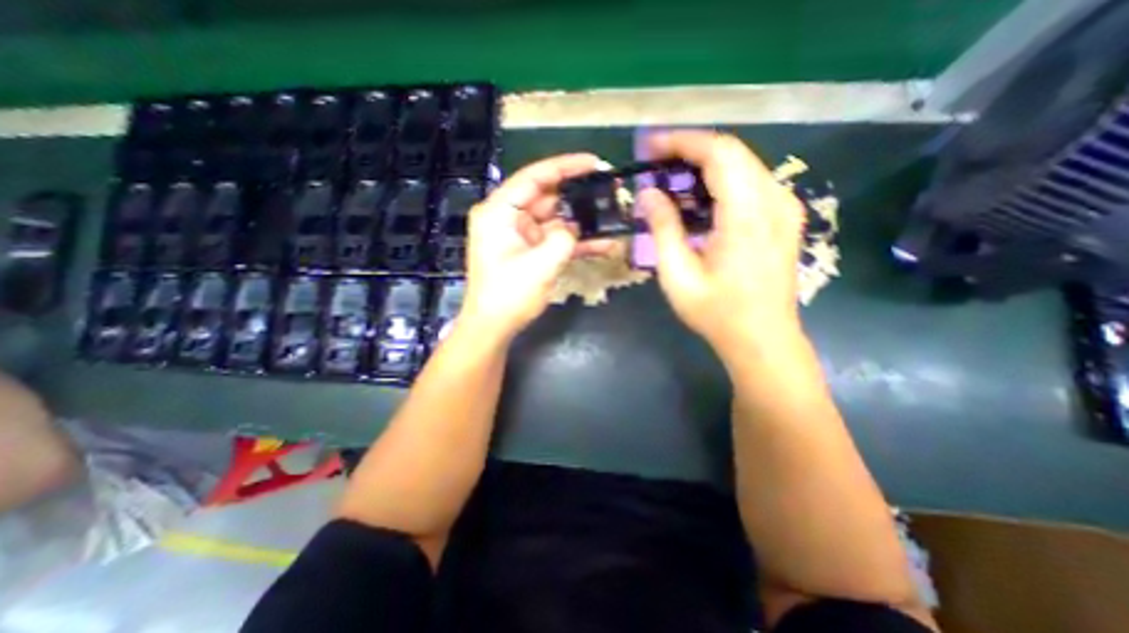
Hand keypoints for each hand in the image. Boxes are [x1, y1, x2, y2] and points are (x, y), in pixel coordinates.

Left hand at [457, 153, 616, 339]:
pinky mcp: (531, 251)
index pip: (534, 178)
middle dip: (578, 196)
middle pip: (547, 197)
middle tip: (609, 191)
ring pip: (556, 219)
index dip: (565, 167)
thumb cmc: (508, 295)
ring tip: (612, 216)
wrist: (494, 326)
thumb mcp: (540, 265)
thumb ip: (563, 238)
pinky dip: (576, 242)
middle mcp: (508, 217)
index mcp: (500, 211)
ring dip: (582, 222)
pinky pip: (556, 239)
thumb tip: (574, 228)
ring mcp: (521, 235)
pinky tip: (604, 243)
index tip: (593, 162)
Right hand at [638, 131, 805, 357]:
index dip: (682, 142)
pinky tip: (698, 197)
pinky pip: (750, 182)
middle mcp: (774, 201)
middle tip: (655, 162)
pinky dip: (720, 180)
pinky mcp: (783, 217)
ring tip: (671, 177)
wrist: (762, 338)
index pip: (719, 153)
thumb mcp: (678, 276)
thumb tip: (649, 194)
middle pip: (732, 153)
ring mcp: (784, 208)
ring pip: (743, 165)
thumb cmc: (717, 313)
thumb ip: (663, 229)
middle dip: (690, 150)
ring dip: (704, 165)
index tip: (650, 145)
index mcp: (747, 215)